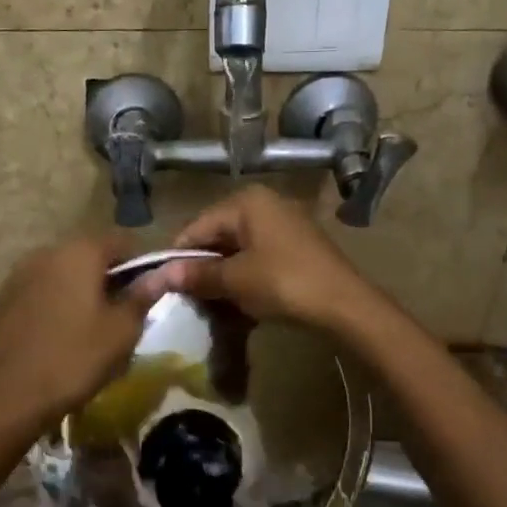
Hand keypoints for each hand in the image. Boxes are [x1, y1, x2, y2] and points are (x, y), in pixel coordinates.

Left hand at [0, 232, 149, 433]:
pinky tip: (58, 337)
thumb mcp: (121, 331)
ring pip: (63, 274)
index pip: (122, 242)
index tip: (147, 296)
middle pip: (90, 256)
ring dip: (80, 292)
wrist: (5, 397)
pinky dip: (55, 304)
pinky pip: (40, 292)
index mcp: (80, 252)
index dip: (141, 266)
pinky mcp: (2, 299)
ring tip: (90, 329)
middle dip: (109, 279)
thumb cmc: (74, 359)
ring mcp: (19, 274)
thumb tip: (167, 271)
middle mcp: (47, 252)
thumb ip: (143, 295)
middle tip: (121, 316)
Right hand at [133, 186, 377, 331]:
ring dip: (223, 275)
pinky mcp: (297, 246)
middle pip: (218, 235)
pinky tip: (239, 300)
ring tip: (211, 303)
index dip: (178, 256)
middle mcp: (265, 204)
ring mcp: (284, 224)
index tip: (164, 286)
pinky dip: (245, 276)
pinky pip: (259, 257)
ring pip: (239, 249)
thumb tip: (161, 276)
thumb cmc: (284, 283)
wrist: (345, 305)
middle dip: (202, 267)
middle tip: (188, 297)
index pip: (197, 226)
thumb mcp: (235, 280)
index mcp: (246, 202)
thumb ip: (198, 274)